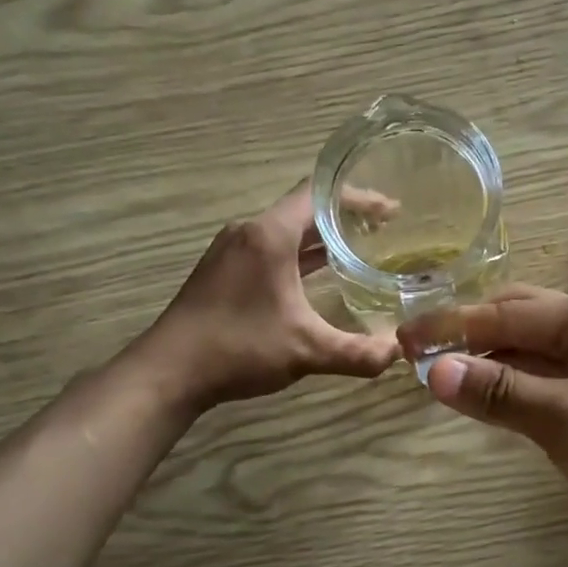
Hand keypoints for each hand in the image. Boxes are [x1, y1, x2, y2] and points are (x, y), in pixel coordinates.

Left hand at [133, 185, 399, 410]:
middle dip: (346, 217)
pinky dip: (301, 253)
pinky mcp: (224, 270)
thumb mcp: (306, 351)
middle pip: (304, 209)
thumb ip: (357, 353)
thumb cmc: (238, 349)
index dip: (359, 197)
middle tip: (385, 229)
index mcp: (269, 235)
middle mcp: (250, 231)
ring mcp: (232, 250)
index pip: (319, 194)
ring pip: (287, 229)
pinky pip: (272, 248)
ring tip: (361, 247)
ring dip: (322, 236)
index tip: (392, 210)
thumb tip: (399, 353)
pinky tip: (320, 274)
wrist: (168, 372)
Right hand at [399, 288, 567, 545]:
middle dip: (469, 334)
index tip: (402, 338)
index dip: (452, 326)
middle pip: (520, 318)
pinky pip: (552, 368)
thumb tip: (434, 371)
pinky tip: (492, 392)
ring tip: (444, 375)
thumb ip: (501, 393)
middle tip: (419, 357)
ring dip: (491, 358)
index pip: (507, 314)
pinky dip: (518, 378)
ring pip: (534, 344)